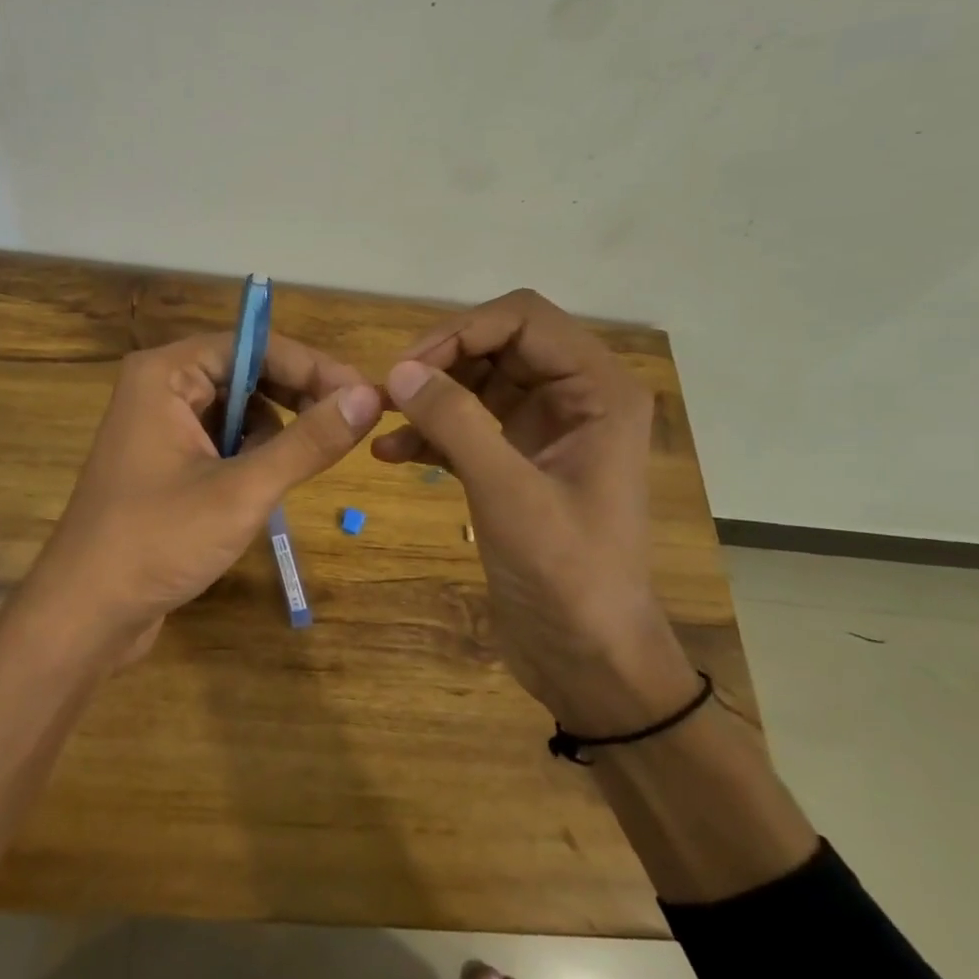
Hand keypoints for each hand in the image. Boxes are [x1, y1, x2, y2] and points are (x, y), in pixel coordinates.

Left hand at [21, 331, 382, 662]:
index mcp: (166, 374)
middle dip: (296, 398)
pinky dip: (250, 456)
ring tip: (297, 468)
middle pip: (246, 372)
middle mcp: (160, 388)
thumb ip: (307, 441)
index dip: (312, 367)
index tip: (364, 394)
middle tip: (349, 426)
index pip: (253, 345)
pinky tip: (261, 489)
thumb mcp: (242, 490)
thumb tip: (368, 397)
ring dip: (274, 432)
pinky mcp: (164, 462)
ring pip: (238, 409)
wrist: (85, 613)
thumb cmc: (158, 541)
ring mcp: (159, 426)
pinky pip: (221, 440)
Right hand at [373, 290, 695, 730]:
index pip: (524, 318)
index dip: (463, 330)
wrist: (589, 660)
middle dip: (441, 361)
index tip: (409, 366)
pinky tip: (390, 454)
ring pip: (477, 382)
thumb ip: (456, 422)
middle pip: (497, 344)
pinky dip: (430, 432)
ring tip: (380, 418)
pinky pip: (468, 424)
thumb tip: (400, 370)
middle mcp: (575, 398)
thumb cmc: (567, 576)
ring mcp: (544, 430)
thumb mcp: (509, 494)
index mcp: (598, 390)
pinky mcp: (516, 462)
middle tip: (388, 391)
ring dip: (429, 395)